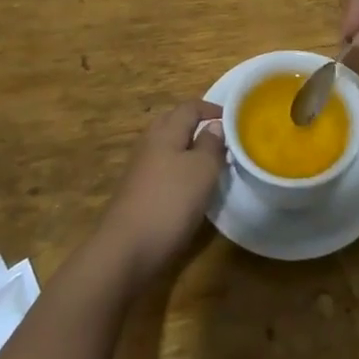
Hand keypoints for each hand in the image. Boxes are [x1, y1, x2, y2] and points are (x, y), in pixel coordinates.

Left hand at [93, 100, 225, 283]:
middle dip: (197, 125)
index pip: (190, 107)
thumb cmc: (169, 203)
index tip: (233, 119)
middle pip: (174, 123)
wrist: (125, 251)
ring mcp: (140, 168)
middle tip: (221, 138)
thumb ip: (211, 144)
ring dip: (188, 149)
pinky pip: (162, 168)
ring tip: (210, 163)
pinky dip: (178, 170)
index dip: (212, 109)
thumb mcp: (202, 171)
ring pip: (167, 147)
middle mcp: (150, 143)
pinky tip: (189, 188)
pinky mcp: (136, 192)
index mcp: (166, 131)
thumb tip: (214, 126)